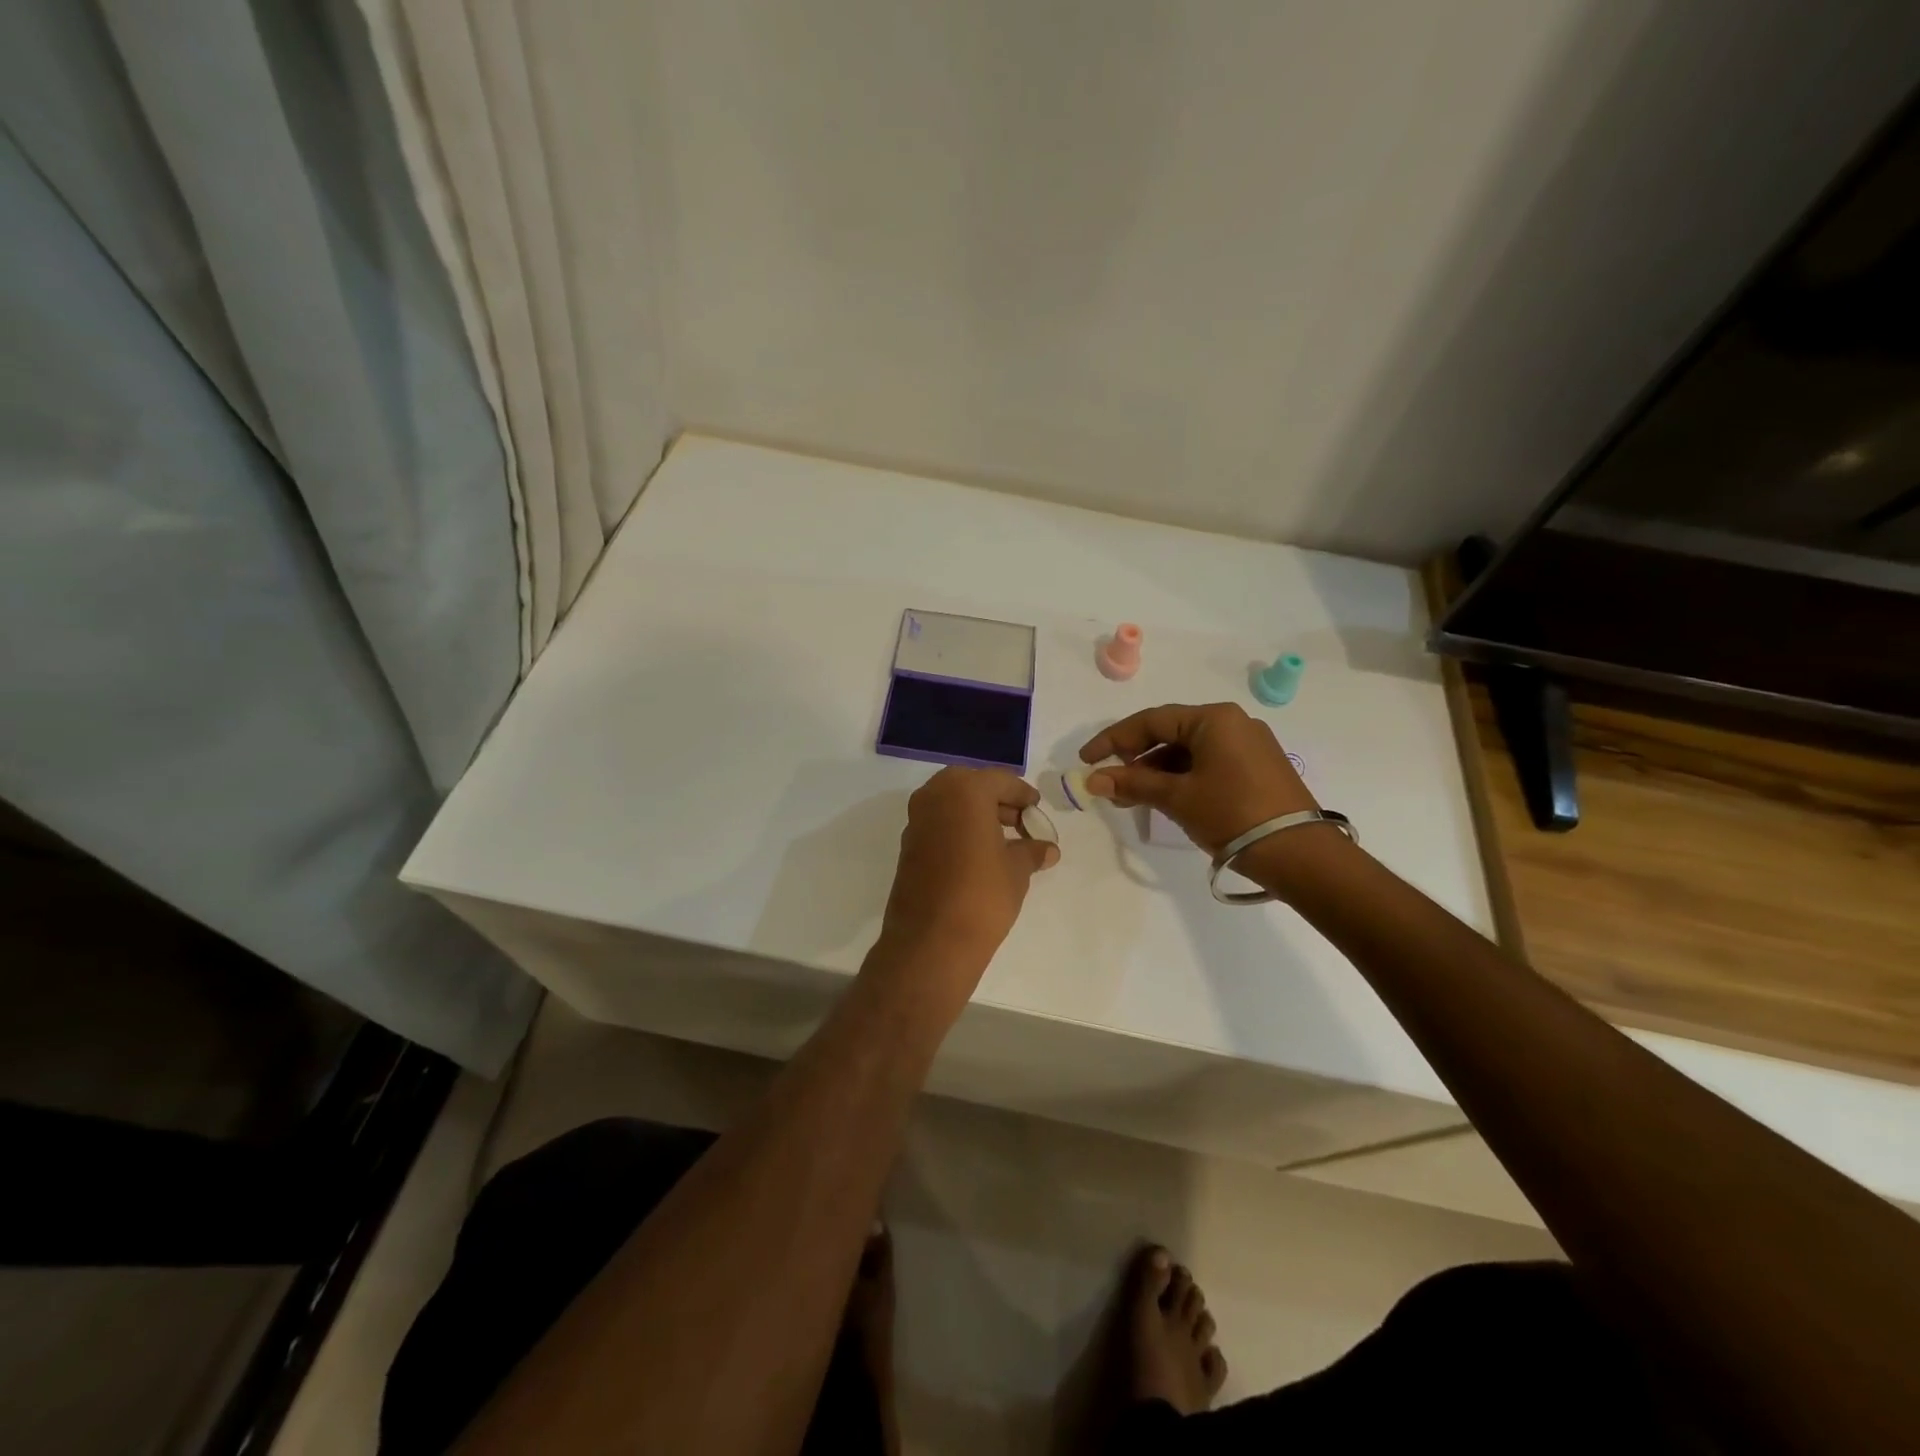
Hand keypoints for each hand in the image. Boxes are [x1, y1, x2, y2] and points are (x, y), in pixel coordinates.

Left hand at [875, 767, 1058, 992]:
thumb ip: (1032, 851)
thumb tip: (1047, 849)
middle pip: (971, 785)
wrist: (931, 941)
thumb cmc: (982, 895)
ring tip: (1004, 840)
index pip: (1000, 780)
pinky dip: (958, 828)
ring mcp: (916, 820)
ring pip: (951, 803)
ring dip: (976, 813)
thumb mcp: (1017, 870)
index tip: (1036, 809)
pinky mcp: (908, 845)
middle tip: (1019, 821)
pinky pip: (938, 823)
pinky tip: (978, 854)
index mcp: (964, 790)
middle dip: (996, 799)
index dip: (1022, 794)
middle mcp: (935, 796)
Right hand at [1078, 703, 1317, 856]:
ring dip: (1156, 773)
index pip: (1151, 721)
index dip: (1113, 740)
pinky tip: (1164, 801)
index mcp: (1214, 718)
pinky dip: (1181, 779)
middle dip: (1135, 759)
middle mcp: (1233, 723)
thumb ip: (1133, 783)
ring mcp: (1248, 746)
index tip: (1086, 760)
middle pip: (1170, 734)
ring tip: (1131, 800)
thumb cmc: (1232, 814)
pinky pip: (1207, 764)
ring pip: (1188, 752)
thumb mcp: (1177, 797)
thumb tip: (1094, 780)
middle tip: (1109, 784)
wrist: (1299, 854)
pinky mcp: (1256, 769)